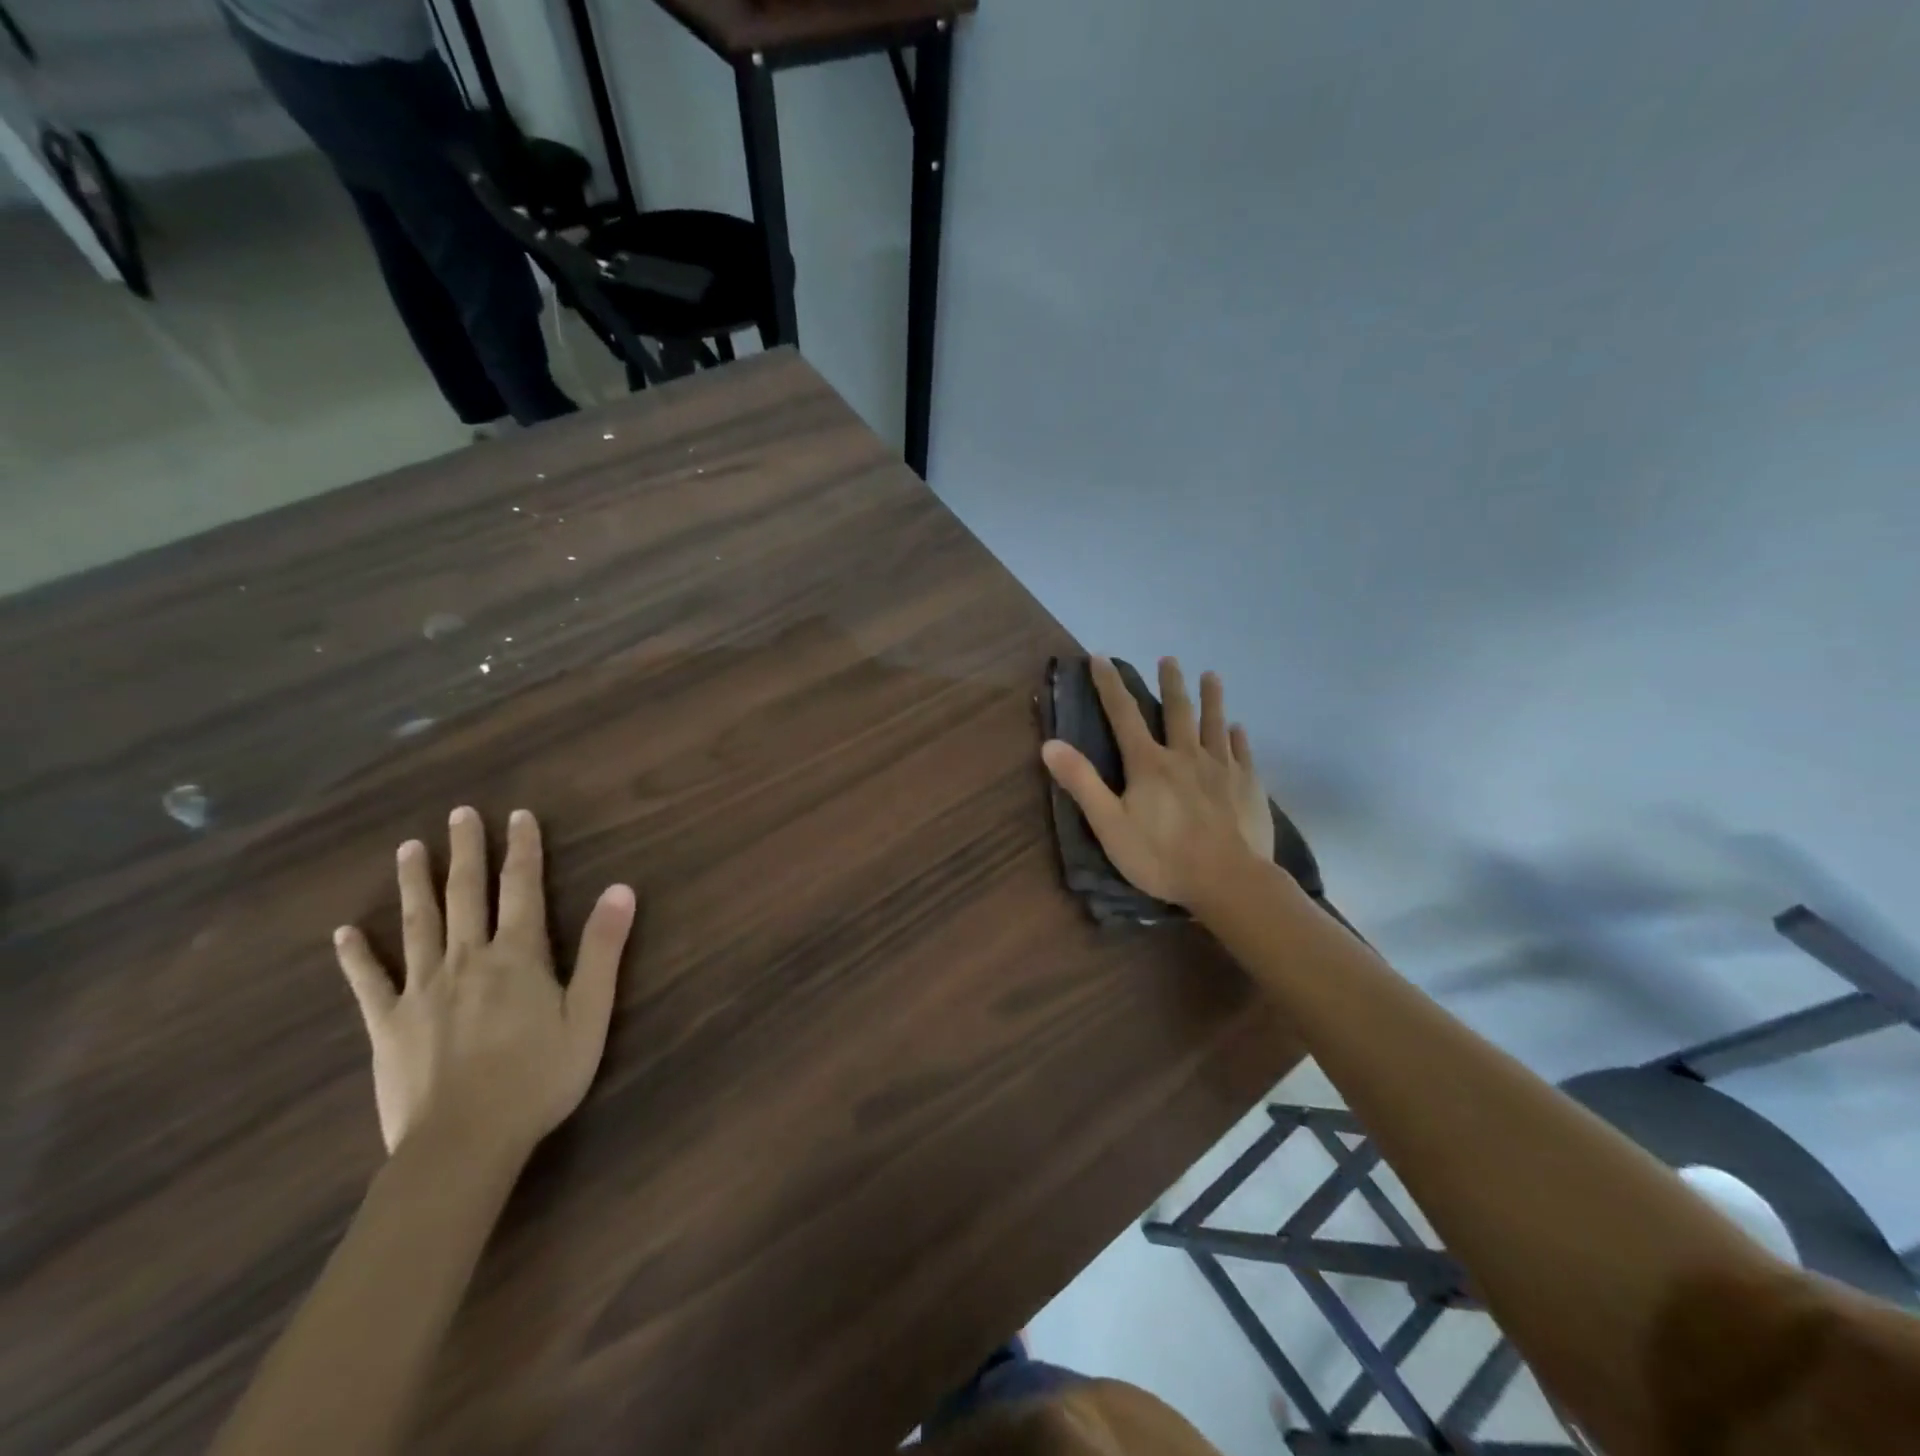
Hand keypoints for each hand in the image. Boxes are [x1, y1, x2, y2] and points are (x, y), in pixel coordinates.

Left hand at [332, 806, 636, 1164]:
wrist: (464, 1142)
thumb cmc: (540, 1077)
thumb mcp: (591, 1013)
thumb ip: (604, 949)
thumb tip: (621, 889)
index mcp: (518, 955)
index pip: (523, 888)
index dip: (523, 849)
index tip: (518, 815)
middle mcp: (468, 959)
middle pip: (466, 893)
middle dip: (466, 851)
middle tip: (459, 814)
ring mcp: (422, 990)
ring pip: (418, 924)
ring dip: (415, 883)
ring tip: (410, 848)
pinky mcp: (388, 1024)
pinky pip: (369, 982)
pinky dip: (356, 955)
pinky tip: (345, 932)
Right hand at [1042, 656, 1273, 906]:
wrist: (1229, 881)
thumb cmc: (1162, 857)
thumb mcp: (1109, 825)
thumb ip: (1081, 783)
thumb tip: (1049, 743)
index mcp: (1149, 764)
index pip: (1124, 714)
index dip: (1110, 685)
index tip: (1101, 658)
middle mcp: (1186, 755)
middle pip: (1177, 711)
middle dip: (1170, 683)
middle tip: (1169, 659)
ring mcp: (1222, 769)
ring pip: (1214, 724)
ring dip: (1211, 698)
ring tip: (1211, 675)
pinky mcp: (1248, 786)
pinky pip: (1242, 752)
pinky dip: (1238, 736)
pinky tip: (1238, 727)